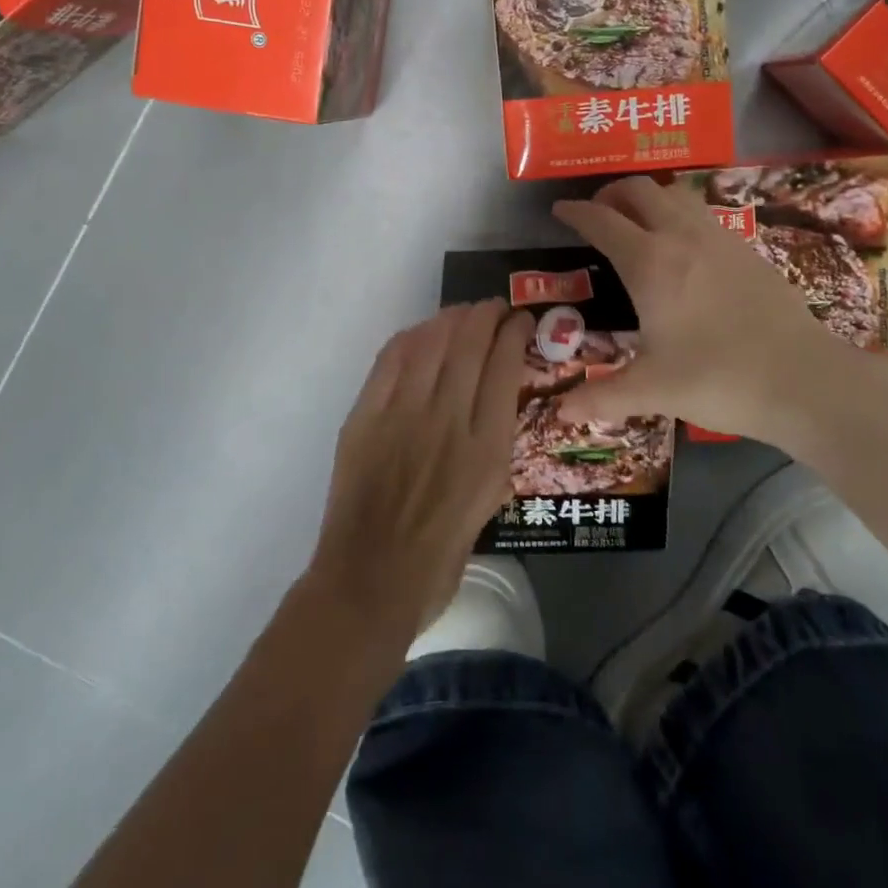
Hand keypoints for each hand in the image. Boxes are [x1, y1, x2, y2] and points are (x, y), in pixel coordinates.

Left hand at [306, 301, 533, 643]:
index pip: (505, 366)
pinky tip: (423, 332)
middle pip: (470, 343)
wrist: (372, 579)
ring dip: (452, 318)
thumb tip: (493, 399)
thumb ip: (495, 444)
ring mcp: (403, 413)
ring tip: (463, 313)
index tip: (521, 321)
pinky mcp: (366, 415)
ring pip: (432, 342)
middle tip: (494, 308)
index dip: (514, 333)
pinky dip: (412, 336)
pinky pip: (392, 359)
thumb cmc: (441, 554)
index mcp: (487, 447)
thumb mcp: (491, 500)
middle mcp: (449, 419)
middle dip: (487, 315)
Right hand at [553, 176, 887, 456]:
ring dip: (649, 197)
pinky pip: (702, 214)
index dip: (576, 212)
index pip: (602, 221)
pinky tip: (684, 248)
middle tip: (599, 212)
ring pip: (676, 194)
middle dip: (612, 192)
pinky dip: (679, 214)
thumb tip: (559, 412)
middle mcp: (682, 237)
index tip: (560, 209)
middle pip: (640, 190)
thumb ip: (602, 396)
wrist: (803, 379)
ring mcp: (720, 238)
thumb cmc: (717, 379)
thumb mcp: (652, 390)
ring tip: (638, 222)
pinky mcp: (748, 249)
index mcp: (649, 264)